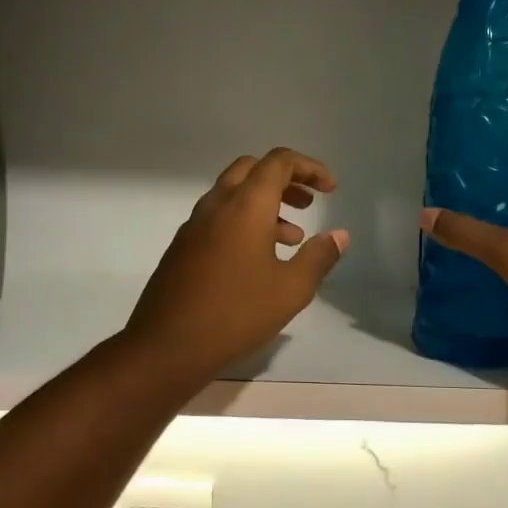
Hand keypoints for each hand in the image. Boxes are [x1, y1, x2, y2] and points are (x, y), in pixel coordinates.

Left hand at [126, 148, 349, 385]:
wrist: (168, 345)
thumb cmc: (236, 313)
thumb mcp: (291, 289)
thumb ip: (318, 257)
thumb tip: (339, 236)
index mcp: (245, 205)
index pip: (279, 162)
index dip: (309, 167)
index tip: (330, 188)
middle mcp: (216, 205)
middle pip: (252, 169)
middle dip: (285, 179)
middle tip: (308, 203)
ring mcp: (194, 225)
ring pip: (233, 194)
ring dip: (265, 204)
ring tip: (292, 238)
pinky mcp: (182, 246)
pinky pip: (218, 217)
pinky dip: (243, 221)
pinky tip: (258, 259)